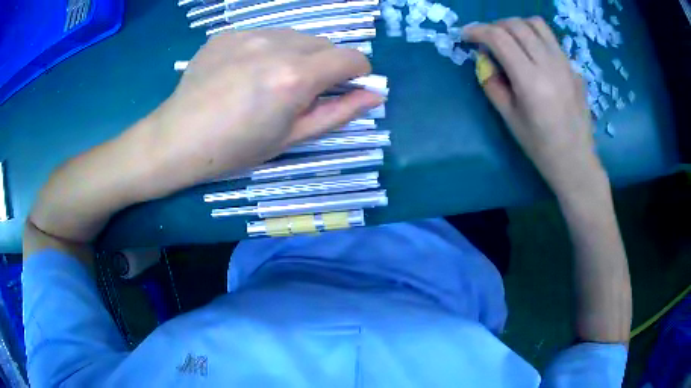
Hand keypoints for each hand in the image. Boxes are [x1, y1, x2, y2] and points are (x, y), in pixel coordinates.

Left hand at [145, 29, 382, 187]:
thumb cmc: (235, 149)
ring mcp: (249, 34)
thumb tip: (375, 95)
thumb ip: (339, 113)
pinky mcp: (228, 33)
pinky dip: (268, 50)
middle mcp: (277, 45)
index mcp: (295, 76)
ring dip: (298, 54)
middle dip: (326, 64)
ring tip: (269, 80)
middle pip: (325, 43)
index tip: (344, 89)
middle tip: (300, 91)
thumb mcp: (292, 138)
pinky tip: (243, 72)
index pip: (352, 57)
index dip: (358, 73)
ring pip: (296, 36)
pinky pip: (264, 35)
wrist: (177, 139)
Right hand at [464, 17, 606, 195]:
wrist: (576, 161)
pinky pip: (551, 40)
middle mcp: (549, 64)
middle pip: (516, 25)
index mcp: (530, 80)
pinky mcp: (574, 68)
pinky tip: (533, 55)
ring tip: (511, 40)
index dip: (477, 31)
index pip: (499, 38)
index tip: (466, 36)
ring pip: (537, 24)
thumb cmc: (540, 146)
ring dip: (517, 25)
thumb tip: (484, 59)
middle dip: (495, 26)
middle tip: (487, 40)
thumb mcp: (509, 118)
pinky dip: (535, 37)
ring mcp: (565, 63)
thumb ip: (492, 84)